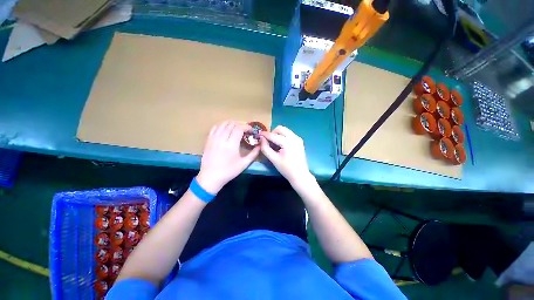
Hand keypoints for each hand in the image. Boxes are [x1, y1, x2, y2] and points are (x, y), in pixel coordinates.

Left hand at [197, 121, 259, 193]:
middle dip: (240, 124)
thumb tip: (260, 146)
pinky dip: (222, 126)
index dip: (247, 127)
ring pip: (223, 124)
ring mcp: (213, 138)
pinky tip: (226, 130)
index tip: (251, 130)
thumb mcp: (244, 164)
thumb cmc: (229, 171)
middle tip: (245, 129)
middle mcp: (222, 138)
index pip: (239, 128)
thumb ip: (253, 154)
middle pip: (231, 123)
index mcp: (231, 144)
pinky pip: (215, 128)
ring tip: (237, 128)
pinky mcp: (208, 140)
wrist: (210, 177)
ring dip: (231, 124)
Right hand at [260, 126, 314, 189]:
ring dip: (278, 134)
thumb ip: (265, 148)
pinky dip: (283, 136)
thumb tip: (261, 139)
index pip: (273, 135)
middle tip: (268, 141)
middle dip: (273, 132)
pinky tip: (281, 145)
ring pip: (285, 130)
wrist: (300, 175)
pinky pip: (289, 134)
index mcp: (287, 142)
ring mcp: (298, 138)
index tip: (258, 134)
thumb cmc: (286, 169)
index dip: (265, 134)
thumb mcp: (273, 159)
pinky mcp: (299, 141)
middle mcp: (294, 137)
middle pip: (280, 128)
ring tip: (274, 143)